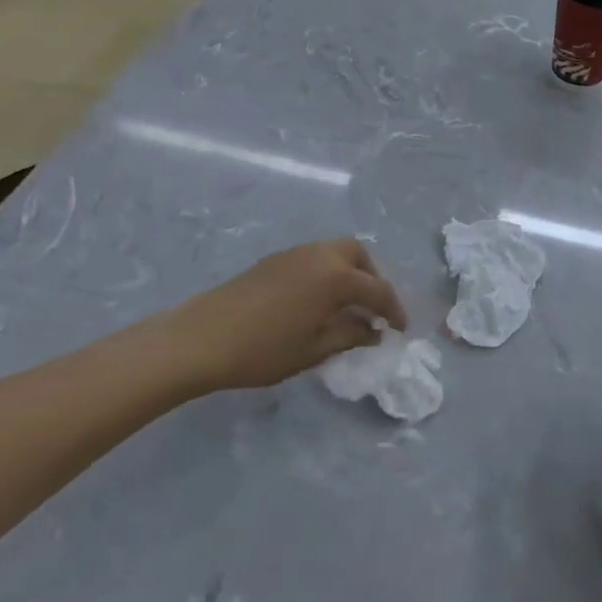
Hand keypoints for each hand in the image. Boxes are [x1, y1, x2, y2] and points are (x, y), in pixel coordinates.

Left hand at [167, 239, 407, 391]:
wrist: (200, 339)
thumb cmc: (263, 350)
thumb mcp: (314, 350)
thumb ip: (350, 335)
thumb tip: (375, 329)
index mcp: (336, 276)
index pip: (377, 290)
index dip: (393, 310)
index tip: (400, 329)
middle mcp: (320, 255)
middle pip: (358, 255)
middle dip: (372, 278)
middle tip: (372, 308)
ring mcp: (295, 253)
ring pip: (335, 252)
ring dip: (349, 273)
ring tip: (346, 305)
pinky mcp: (275, 259)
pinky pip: (315, 257)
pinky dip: (327, 272)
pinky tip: (317, 300)